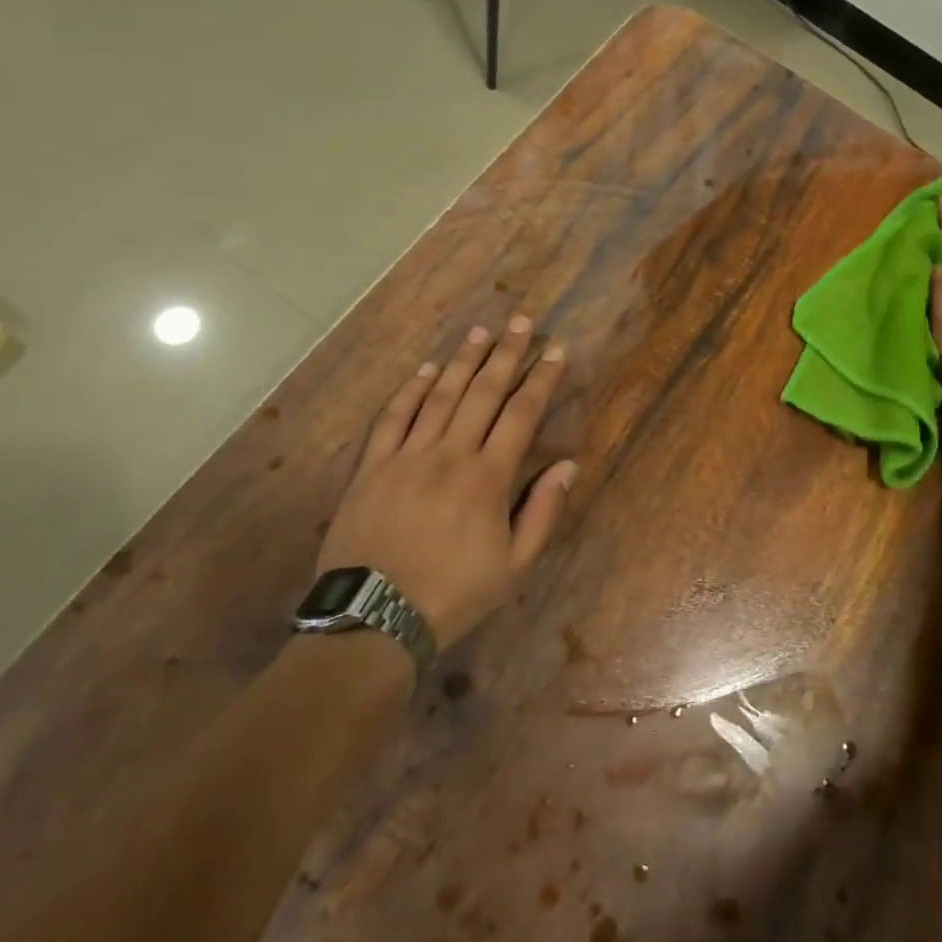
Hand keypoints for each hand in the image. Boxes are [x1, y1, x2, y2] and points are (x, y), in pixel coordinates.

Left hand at [317, 317, 575, 648]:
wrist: (374, 620)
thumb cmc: (454, 595)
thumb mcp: (515, 567)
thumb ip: (543, 512)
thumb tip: (568, 465)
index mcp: (488, 478)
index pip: (521, 414)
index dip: (541, 379)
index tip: (555, 351)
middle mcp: (450, 455)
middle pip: (482, 393)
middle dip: (505, 354)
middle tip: (520, 321)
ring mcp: (407, 457)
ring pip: (440, 396)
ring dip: (463, 361)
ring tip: (480, 332)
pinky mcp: (373, 466)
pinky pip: (394, 418)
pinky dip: (412, 390)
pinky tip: (427, 370)